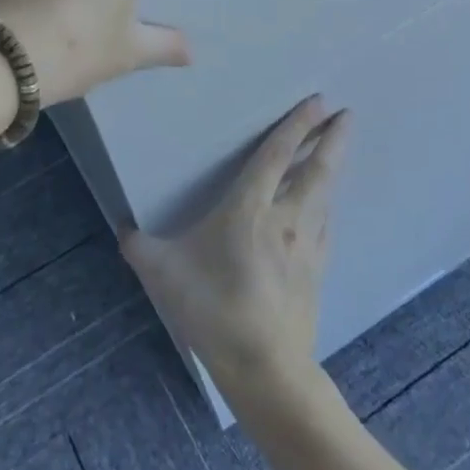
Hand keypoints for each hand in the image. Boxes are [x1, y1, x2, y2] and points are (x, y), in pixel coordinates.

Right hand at [122, 96, 350, 397]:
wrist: (266, 368)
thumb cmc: (213, 309)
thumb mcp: (163, 273)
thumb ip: (140, 247)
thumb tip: (122, 229)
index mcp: (250, 209)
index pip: (277, 155)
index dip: (297, 125)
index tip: (319, 101)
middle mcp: (286, 219)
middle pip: (316, 169)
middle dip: (332, 138)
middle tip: (346, 114)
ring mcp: (307, 246)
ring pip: (325, 196)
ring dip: (333, 168)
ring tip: (338, 150)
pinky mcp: (317, 272)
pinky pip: (325, 226)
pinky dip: (327, 206)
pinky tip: (325, 209)